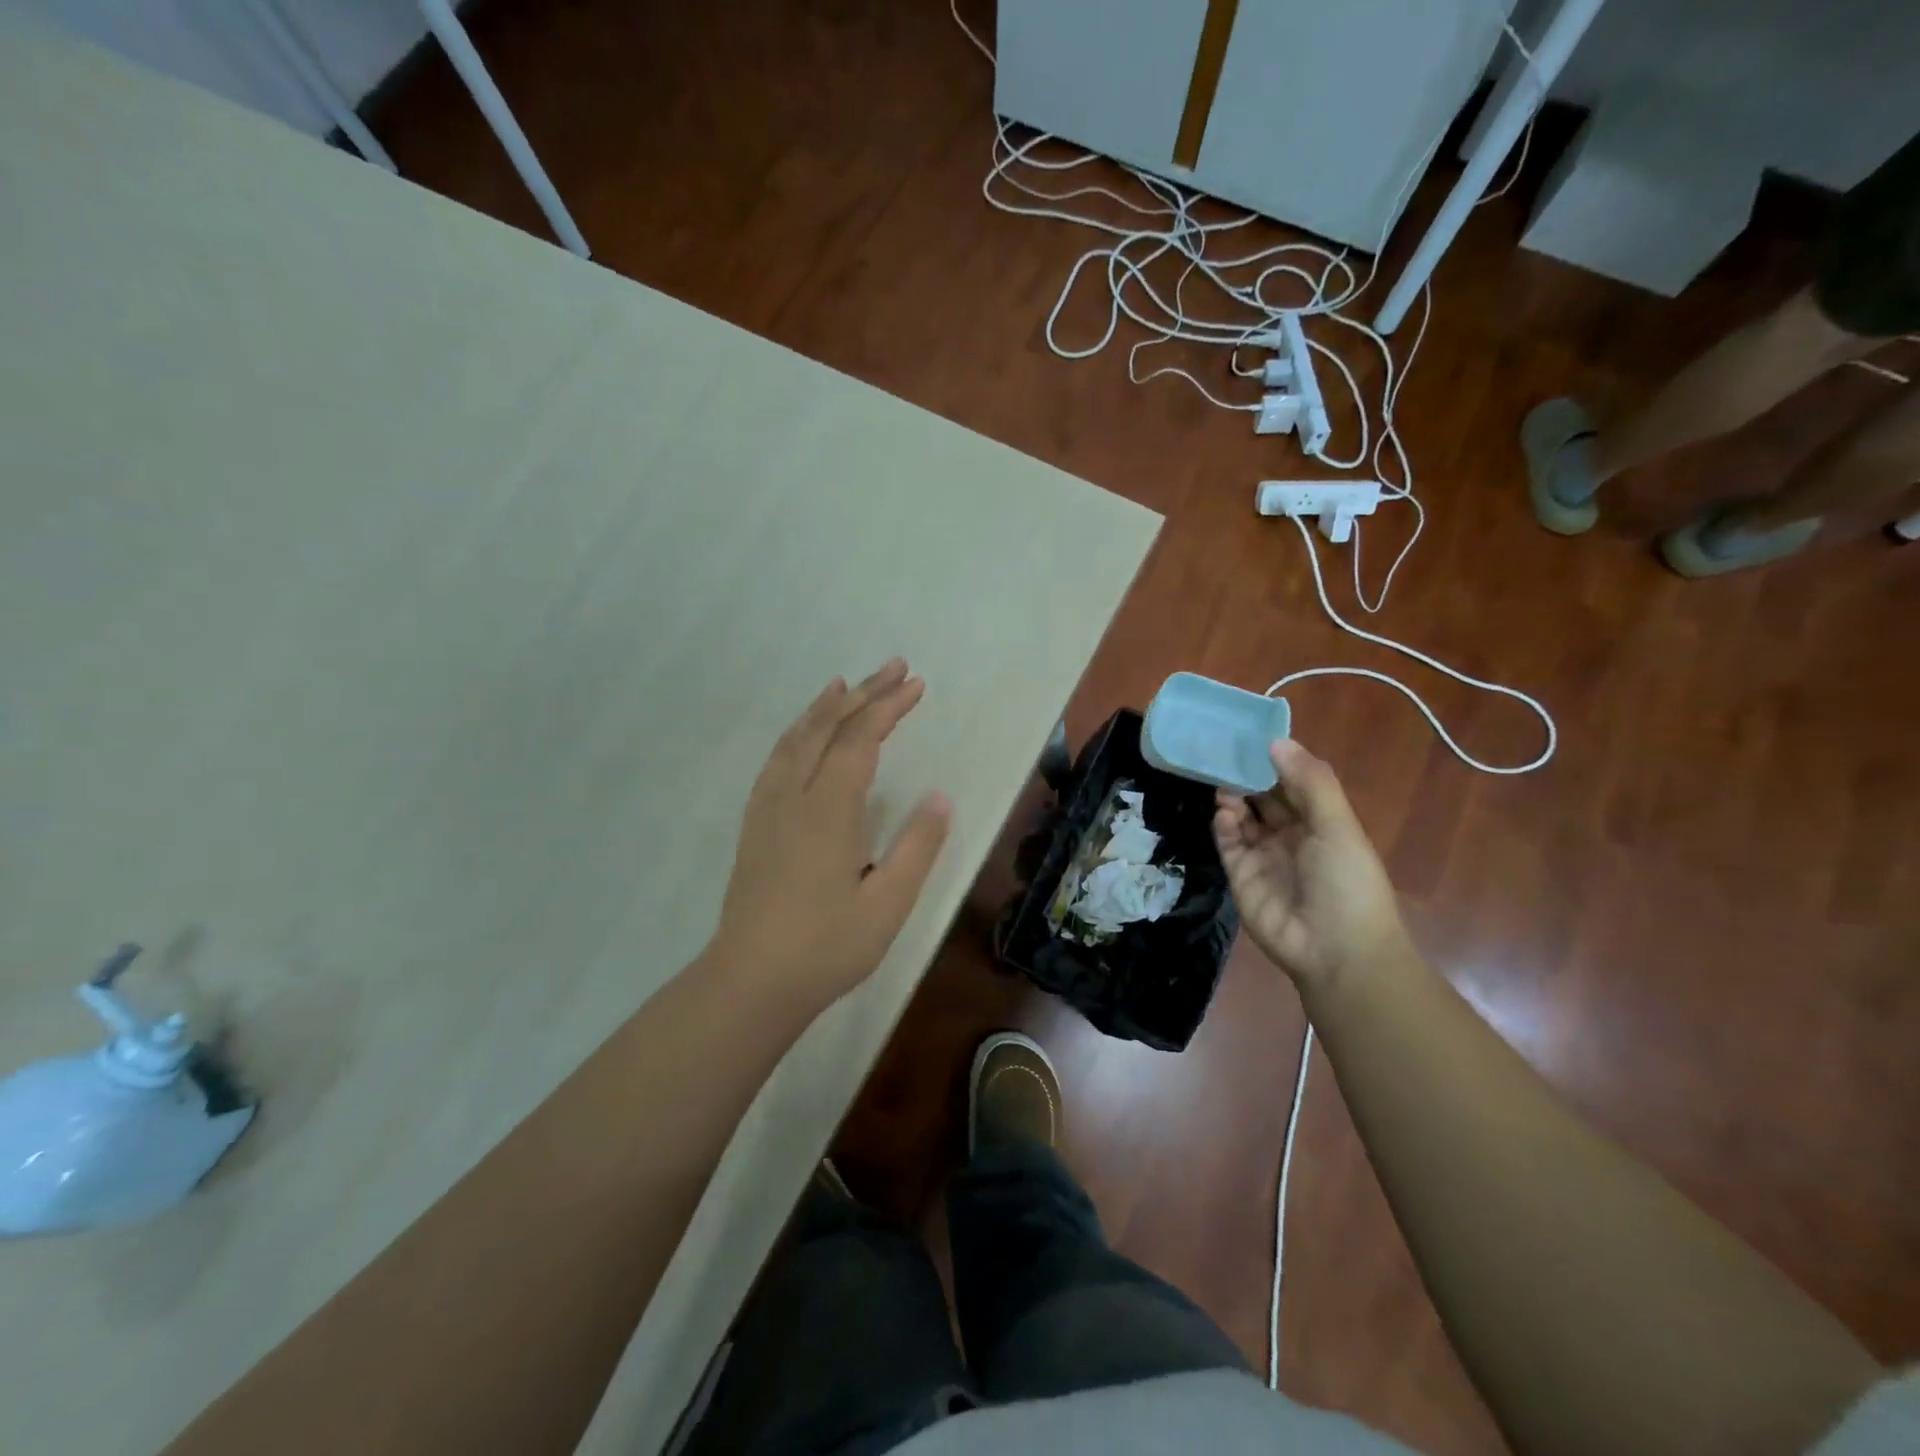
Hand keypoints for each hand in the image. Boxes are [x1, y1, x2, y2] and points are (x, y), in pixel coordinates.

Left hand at [710, 659, 951, 1007]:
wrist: (750, 981)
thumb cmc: (826, 946)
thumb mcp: (887, 903)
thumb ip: (917, 846)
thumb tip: (941, 797)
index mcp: (829, 810)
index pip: (861, 740)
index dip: (889, 707)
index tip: (917, 684)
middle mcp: (794, 796)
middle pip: (828, 728)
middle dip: (864, 694)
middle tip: (893, 667)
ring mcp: (768, 808)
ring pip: (795, 739)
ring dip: (824, 707)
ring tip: (844, 684)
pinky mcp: (754, 824)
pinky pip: (776, 760)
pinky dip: (795, 734)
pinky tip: (802, 736)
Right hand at [1213, 739, 1410, 993]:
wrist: (1335, 951)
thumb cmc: (1347, 882)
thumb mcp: (1337, 825)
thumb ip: (1309, 782)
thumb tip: (1276, 741)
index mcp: (1321, 822)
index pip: (1293, 782)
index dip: (1274, 760)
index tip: (1251, 735)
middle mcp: (1291, 835)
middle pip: (1263, 797)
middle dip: (1246, 775)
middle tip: (1222, 750)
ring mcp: (1264, 855)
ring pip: (1242, 816)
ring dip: (1233, 797)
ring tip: (1222, 781)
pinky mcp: (1241, 876)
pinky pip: (1228, 843)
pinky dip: (1224, 825)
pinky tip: (1225, 814)